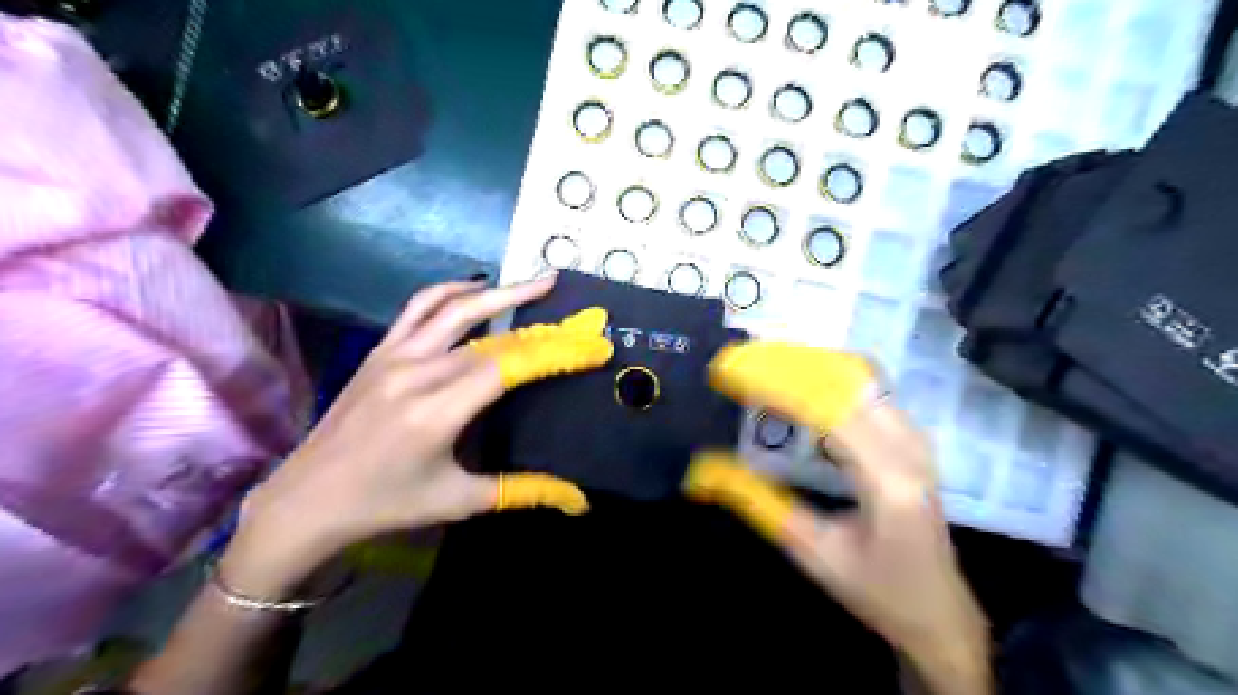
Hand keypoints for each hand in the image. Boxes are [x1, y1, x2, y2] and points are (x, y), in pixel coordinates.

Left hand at [226, 277, 610, 595]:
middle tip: (578, 316)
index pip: (510, 366)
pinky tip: (477, 288)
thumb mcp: (459, 500)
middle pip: (492, 335)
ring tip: (538, 282)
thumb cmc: (386, 504)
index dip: (556, 352)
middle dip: (542, 324)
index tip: (594, 346)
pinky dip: (452, 291)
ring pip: (456, 307)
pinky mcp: (379, 350)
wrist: (306, 500)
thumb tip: (579, 500)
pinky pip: (420, 307)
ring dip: (501, 291)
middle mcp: (417, 373)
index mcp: (437, 412)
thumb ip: (523, 491)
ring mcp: (394, 355)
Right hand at [681, 346, 991, 690]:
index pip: (824, 409)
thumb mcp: (810, 551)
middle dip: (787, 364)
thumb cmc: (876, 588)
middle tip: (740, 363)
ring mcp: (915, 437)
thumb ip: (758, 503)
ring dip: (806, 367)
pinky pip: (866, 389)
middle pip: (844, 379)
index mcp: (887, 478)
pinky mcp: (910, 438)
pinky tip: (797, 387)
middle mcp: (908, 446)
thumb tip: (706, 468)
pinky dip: (826, 379)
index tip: (729, 372)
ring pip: (858, 376)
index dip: (773, 384)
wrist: (939, 609)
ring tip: (761, 368)